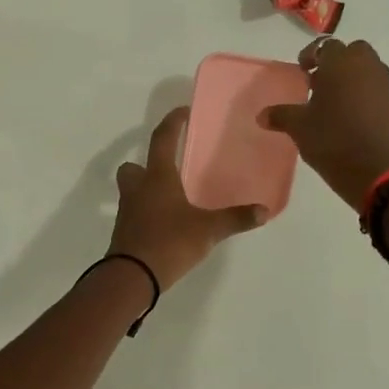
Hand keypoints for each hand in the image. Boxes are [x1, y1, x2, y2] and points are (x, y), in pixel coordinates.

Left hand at [109, 107, 264, 287]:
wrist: (132, 276)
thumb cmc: (169, 242)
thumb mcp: (208, 230)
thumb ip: (235, 218)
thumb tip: (264, 210)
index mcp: (158, 178)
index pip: (162, 139)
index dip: (172, 123)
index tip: (182, 112)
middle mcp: (138, 189)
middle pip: (133, 167)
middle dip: (146, 164)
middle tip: (167, 168)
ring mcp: (128, 212)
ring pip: (131, 190)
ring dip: (145, 189)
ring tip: (169, 198)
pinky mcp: (124, 232)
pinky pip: (134, 213)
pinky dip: (146, 213)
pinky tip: (164, 223)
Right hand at [262, 38, 388, 209]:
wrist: (377, 170)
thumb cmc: (332, 140)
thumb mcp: (300, 128)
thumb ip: (281, 116)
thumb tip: (262, 115)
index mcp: (340, 63)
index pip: (325, 46)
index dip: (311, 56)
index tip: (302, 71)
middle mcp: (365, 66)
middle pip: (351, 51)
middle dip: (335, 61)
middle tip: (319, 82)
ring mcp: (382, 84)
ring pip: (366, 68)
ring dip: (350, 76)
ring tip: (332, 100)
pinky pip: (374, 87)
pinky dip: (361, 92)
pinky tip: (347, 115)